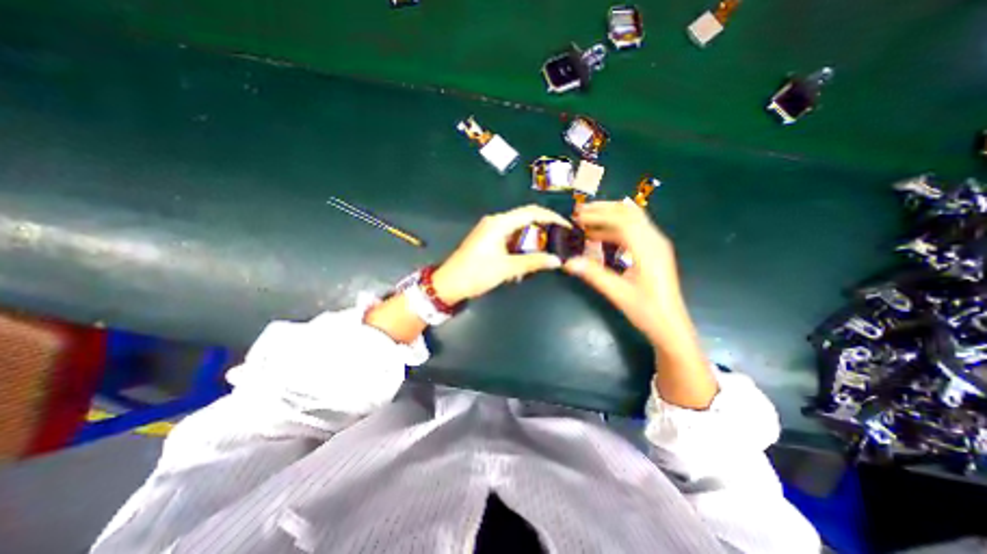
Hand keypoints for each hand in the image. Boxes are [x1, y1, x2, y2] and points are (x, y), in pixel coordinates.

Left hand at [433, 205, 570, 304]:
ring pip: (518, 229)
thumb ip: (532, 262)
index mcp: (499, 223)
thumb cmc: (476, 274)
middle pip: (525, 218)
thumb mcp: (506, 269)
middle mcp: (495, 221)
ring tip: (545, 252)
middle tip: (558, 242)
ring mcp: (490, 230)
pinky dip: (521, 245)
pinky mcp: (488, 239)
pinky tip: (527, 258)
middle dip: (543, 229)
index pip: (531, 212)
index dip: (551, 217)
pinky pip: (510, 237)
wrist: (448, 284)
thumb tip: (556, 260)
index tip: (565, 226)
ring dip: (532, 240)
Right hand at [562, 201, 718, 408]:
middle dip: (604, 209)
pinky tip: (601, 236)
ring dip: (609, 216)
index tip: (578, 217)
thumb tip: (567, 262)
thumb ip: (593, 274)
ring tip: (587, 221)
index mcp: (648, 249)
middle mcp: (655, 241)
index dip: (599, 215)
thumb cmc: (647, 311)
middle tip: (580, 213)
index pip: (623, 221)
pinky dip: (615, 228)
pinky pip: (634, 230)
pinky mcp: (653, 251)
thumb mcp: (617, 293)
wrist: (670, 326)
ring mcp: (656, 245)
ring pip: (633, 219)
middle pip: (630, 213)